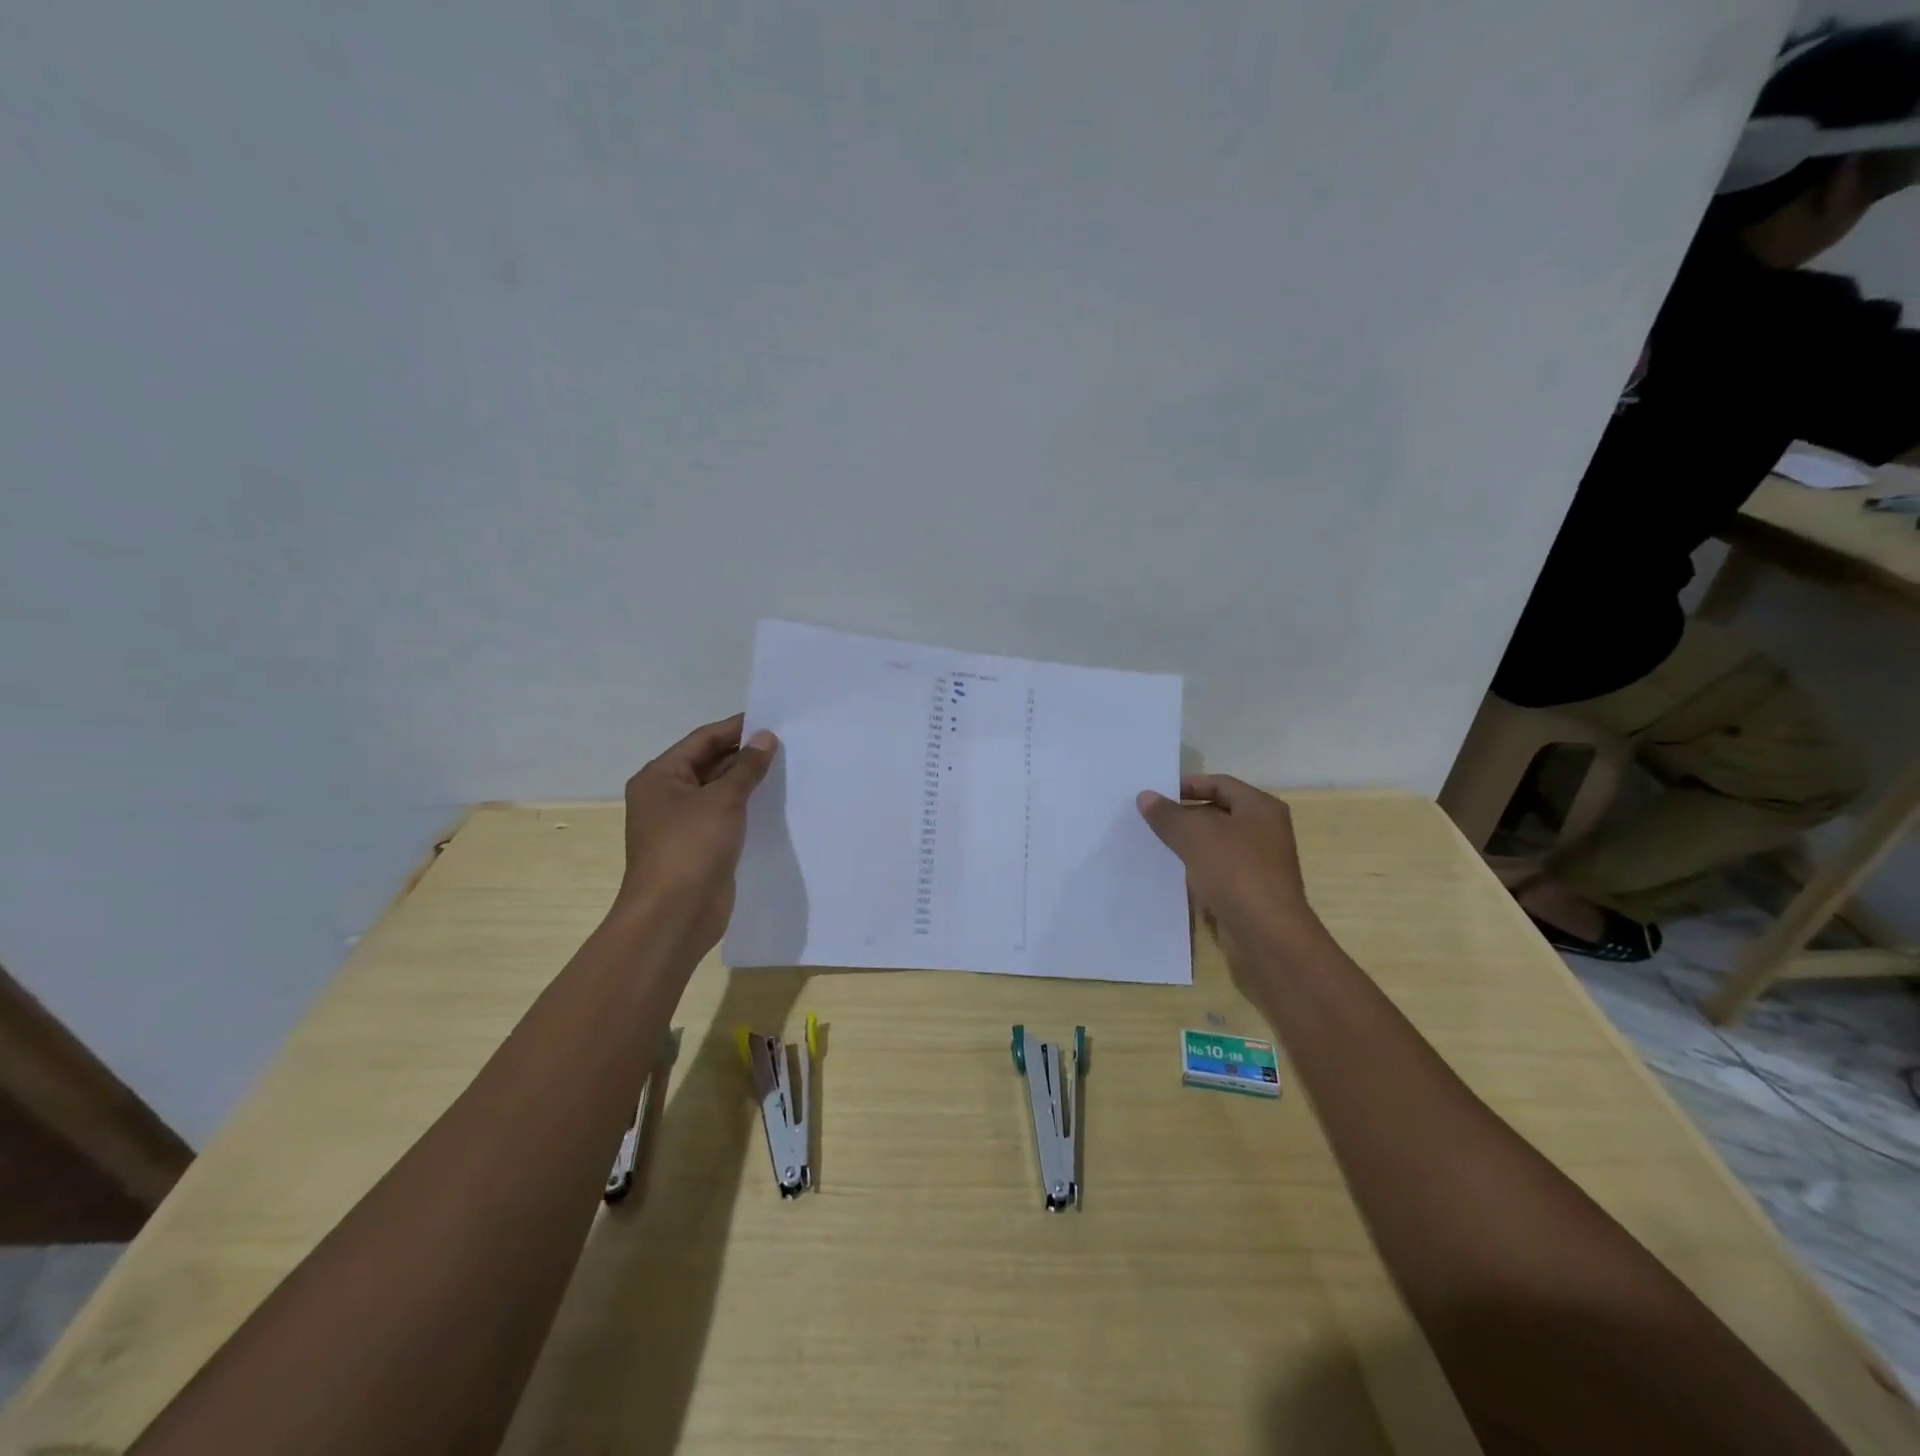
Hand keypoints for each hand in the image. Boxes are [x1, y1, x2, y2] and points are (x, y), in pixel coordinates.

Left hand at [617, 713, 777, 956]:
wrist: (674, 916)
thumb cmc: (690, 848)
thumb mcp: (722, 800)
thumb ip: (747, 767)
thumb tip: (766, 737)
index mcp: (660, 777)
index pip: (703, 740)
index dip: (736, 729)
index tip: (772, 719)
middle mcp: (667, 796)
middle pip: (710, 764)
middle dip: (745, 755)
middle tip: (787, 744)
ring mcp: (683, 824)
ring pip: (720, 792)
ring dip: (749, 782)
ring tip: (788, 768)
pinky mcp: (701, 848)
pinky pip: (727, 818)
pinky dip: (748, 808)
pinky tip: (776, 803)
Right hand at [1136, 776, 1322, 954]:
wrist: (1266, 934)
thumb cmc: (1235, 871)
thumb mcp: (1194, 835)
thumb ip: (1167, 814)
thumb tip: (1145, 796)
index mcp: (1261, 808)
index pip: (1220, 783)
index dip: (1188, 785)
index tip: (1156, 794)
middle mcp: (1265, 831)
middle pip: (1218, 812)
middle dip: (1184, 815)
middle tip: (1150, 819)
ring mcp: (1259, 863)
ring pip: (1216, 844)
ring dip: (1188, 843)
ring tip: (1155, 844)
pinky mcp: (1250, 891)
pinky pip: (1218, 870)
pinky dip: (1196, 868)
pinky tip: (1173, 873)